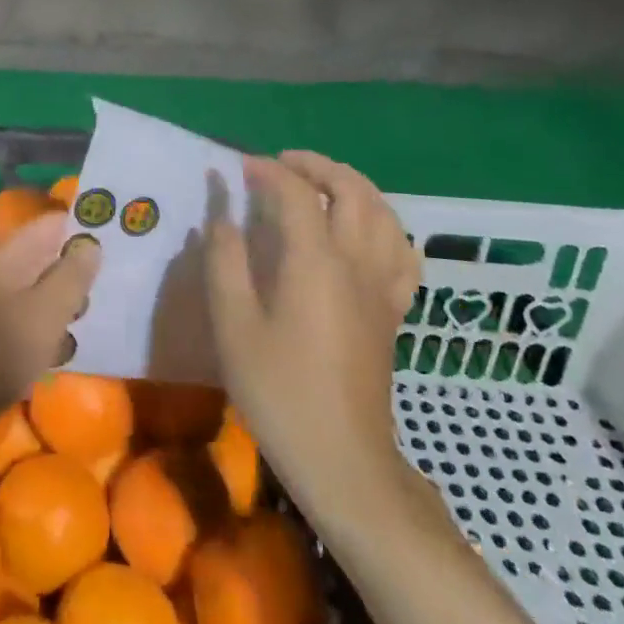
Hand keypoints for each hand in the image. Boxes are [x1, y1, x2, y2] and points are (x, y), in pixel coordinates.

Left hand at [0, 211, 99, 431]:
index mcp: (9, 252)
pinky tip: (57, 351)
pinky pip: (26, 312)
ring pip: (40, 286)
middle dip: (79, 273)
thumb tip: (91, 243)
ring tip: (82, 329)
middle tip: (106, 297)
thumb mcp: (46, 314)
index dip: (88, 231)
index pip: (56, 222)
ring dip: (64, 305)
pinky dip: (44, 326)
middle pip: (49, 254)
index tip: (120, 251)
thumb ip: (73, 274)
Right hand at [201, 152, 421, 511]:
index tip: (239, 168)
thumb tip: (222, 214)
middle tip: (282, 164)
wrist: (342, 458)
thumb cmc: (279, 391)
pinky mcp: (393, 310)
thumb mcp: (234, 326)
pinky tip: (365, 232)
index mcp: (316, 261)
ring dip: (353, 186)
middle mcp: (357, 262)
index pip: (296, 194)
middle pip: (352, 190)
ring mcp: (382, 286)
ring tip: (322, 186)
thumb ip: (225, 261)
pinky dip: (384, 226)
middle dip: (317, 166)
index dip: (267, 172)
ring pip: (384, 213)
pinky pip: (402, 252)